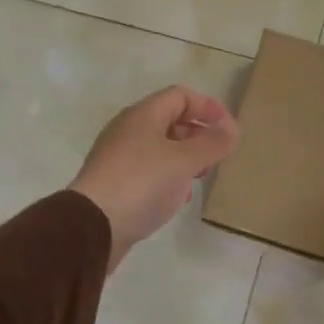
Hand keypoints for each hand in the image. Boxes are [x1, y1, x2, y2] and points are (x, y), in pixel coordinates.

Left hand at [71, 86, 239, 272]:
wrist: (91, 228)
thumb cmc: (142, 184)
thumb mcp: (184, 161)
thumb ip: (212, 143)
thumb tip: (232, 128)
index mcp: (142, 115)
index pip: (180, 96)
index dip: (208, 107)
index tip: (229, 129)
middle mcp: (127, 130)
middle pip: (169, 120)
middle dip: (198, 133)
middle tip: (217, 154)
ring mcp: (118, 157)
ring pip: (159, 147)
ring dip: (185, 157)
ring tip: (201, 175)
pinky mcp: (114, 183)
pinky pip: (148, 170)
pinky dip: (169, 176)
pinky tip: (178, 197)